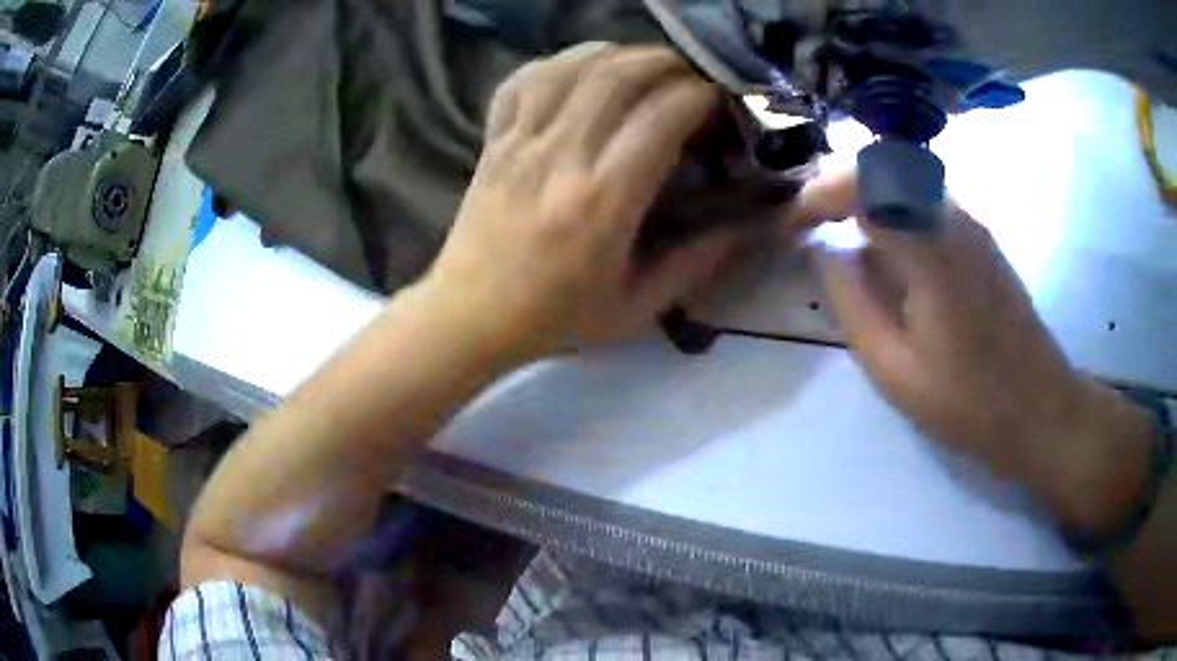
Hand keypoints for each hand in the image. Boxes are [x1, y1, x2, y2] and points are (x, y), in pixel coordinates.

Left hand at [422, 44, 732, 358]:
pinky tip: (582, 73)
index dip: (704, 97)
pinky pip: (524, 80)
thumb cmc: (554, 318)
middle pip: (621, 74)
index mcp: (603, 201)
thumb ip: (694, 265)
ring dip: (619, 54)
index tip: (721, 107)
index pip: (664, 115)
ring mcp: (521, 141)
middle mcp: (562, 157)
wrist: (469, 315)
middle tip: (693, 79)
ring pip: (573, 66)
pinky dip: (559, 64)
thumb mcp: (636, 308)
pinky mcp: (494, 139)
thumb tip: (741, 227)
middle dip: (670, 63)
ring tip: (647, 69)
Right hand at [803, 170, 1153, 531]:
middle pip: (884, 166)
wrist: (1039, 408)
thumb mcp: (895, 371)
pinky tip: (888, 249)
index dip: (819, 194)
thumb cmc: (967, 402)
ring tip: (840, 230)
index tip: (794, 224)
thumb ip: (853, 306)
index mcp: (930, 250)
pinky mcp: (983, 238)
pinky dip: (894, 208)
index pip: (863, 185)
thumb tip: (824, 255)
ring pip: (907, 178)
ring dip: (866, 193)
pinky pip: (928, 200)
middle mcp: (953, 218)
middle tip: (811, 219)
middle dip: (838, 184)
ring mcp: (973, 224)